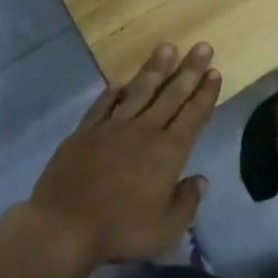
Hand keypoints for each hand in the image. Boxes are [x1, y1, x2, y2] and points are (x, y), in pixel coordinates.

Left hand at [22, 42, 220, 275]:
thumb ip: (187, 202)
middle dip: (189, 70)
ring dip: (155, 69)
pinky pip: (103, 105)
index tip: (214, 72)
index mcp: (168, 152)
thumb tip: (201, 180)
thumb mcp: (165, 229)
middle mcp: (144, 131)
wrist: (63, 227)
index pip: (193, 115)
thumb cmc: (120, 230)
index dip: (205, 93)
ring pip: (139, 91)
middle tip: (202, 46)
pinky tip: (120, 81)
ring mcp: (113, 127)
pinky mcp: (85, 131)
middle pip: (172, 95)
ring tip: (167, 47)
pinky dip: (112, 92)